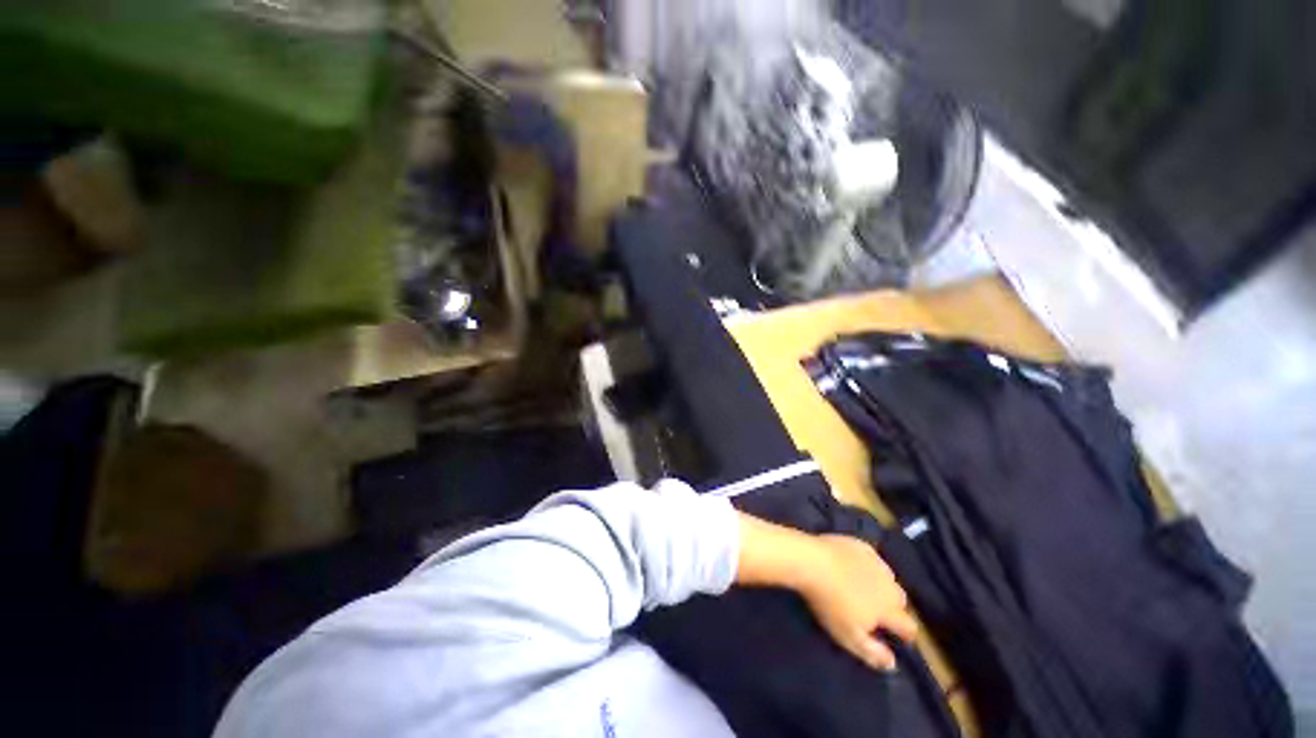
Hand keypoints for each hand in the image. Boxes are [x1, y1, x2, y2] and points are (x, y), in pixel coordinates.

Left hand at [798, 534, 917, 670]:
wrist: (810, 561)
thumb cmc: (830, 603)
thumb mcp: (849, 636)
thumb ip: (873, 652)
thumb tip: (893, 664)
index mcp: (888, 608)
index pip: (909, 626)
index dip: (907, 635)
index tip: (900, 639)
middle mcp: (888, 584)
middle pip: (900, 599)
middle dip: (894, 608)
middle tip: (877, 612)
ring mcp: (874, 561)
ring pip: (889, 576)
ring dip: (882, 584)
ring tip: (866, 588)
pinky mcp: (858, 544)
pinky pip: (872, 556)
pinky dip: (869, 563)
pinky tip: (857, 564)